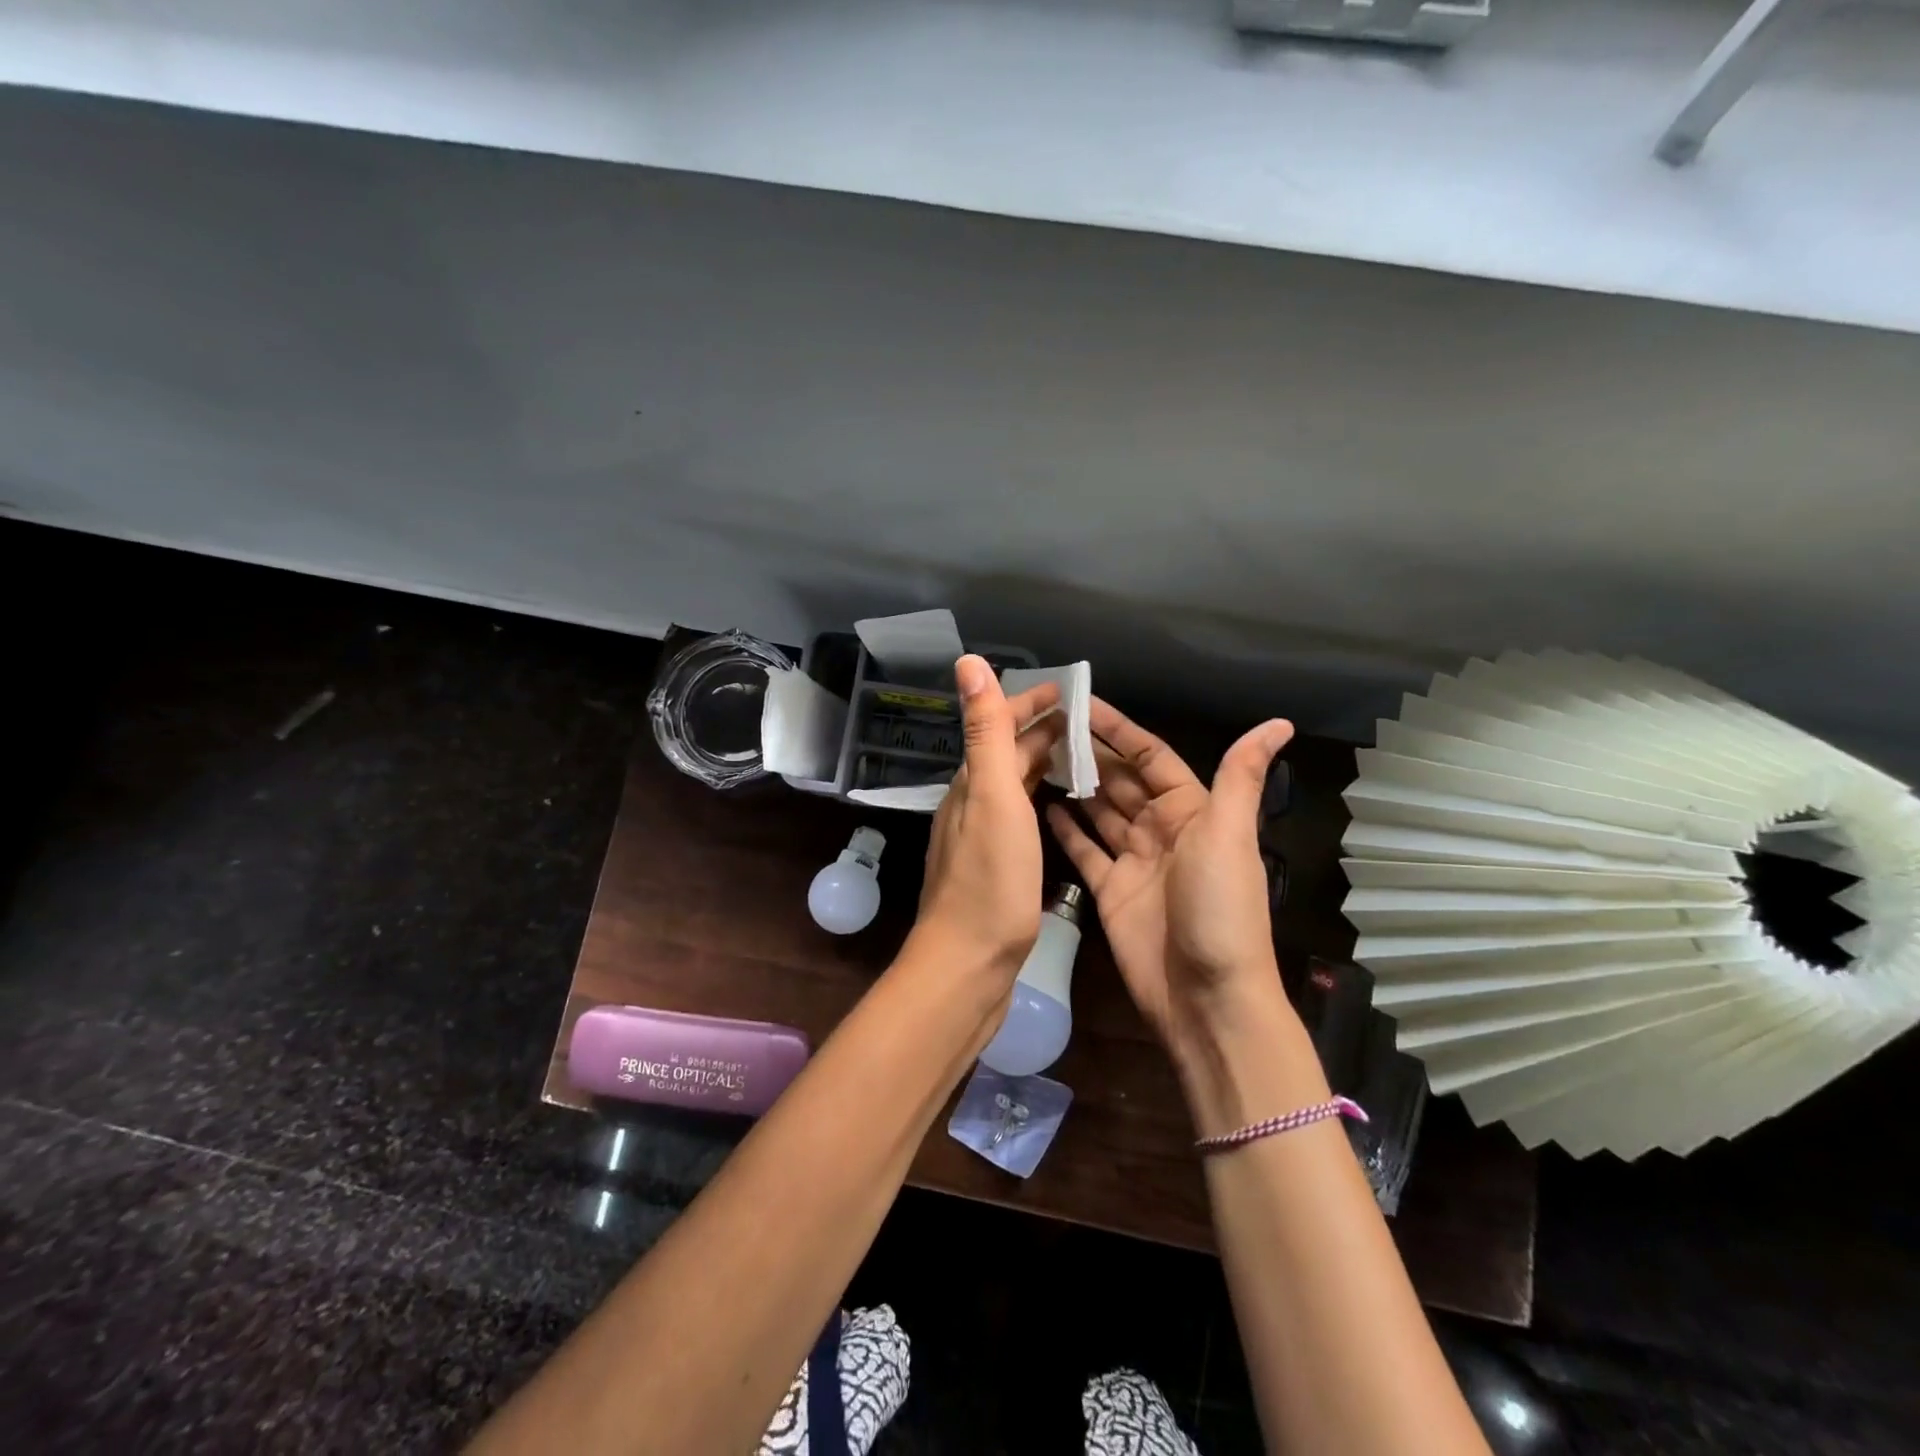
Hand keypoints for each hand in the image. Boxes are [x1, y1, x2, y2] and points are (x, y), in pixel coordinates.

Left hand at [912, 656, 1063, 980]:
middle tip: (1089, 723)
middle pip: (1007, 754)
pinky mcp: (994, 868)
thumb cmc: (990, 880)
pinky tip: (1059, 810)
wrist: (969, 963)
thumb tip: (966, 661)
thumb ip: (984, 731)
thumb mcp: (992, 796)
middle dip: (1043, 731)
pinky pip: (1019, 817)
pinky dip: (1040, 800)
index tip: (1071, 691)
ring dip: (1042, 764)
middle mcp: (972, 804)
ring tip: (1082, 758)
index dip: (1031, 703)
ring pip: (1013, 786)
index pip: (999, 726)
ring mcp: (981, 839)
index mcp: (972, 784)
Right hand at [1046, 700, 1294, 1064]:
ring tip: (1034, 755)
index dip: (1117, 729)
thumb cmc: (1221, 909)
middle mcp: (1161, 829)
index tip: (1079, 702)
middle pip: (1118, 780)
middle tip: (1043, 724)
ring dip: (1073, 784)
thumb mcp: (1230, 835)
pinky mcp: (1109, 890)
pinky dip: (1065, 828)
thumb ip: (1239, 777)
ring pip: (1098, 810)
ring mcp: (1133, 861)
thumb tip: (1279, 723)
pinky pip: (1083, 849)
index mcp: (1191, 811)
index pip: (1149, 756)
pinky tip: (1039, 805)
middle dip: (1087, 752)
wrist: (1206, 996)